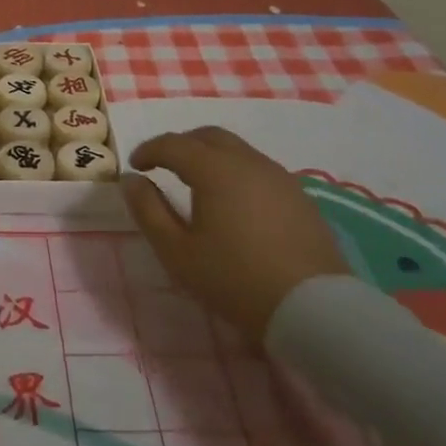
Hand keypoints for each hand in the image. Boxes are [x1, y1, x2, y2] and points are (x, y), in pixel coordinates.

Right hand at [124, 127, 347, 341]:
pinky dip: (237, 172)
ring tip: (198, 184)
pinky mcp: (300, 197)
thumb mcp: (177, 252)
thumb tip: (131, 180)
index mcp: (214, 169)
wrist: (314, 310)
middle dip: (182, 144)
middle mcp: (248, 162)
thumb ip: (148, 210)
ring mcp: (279, 177)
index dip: (149, 150)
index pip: (173, 144)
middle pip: (208, 136)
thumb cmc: (235, 280)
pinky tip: (234, 202)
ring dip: (211, 157)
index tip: (136, 166)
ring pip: (237, 150)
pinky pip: (259, 169)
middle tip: (165, 166)